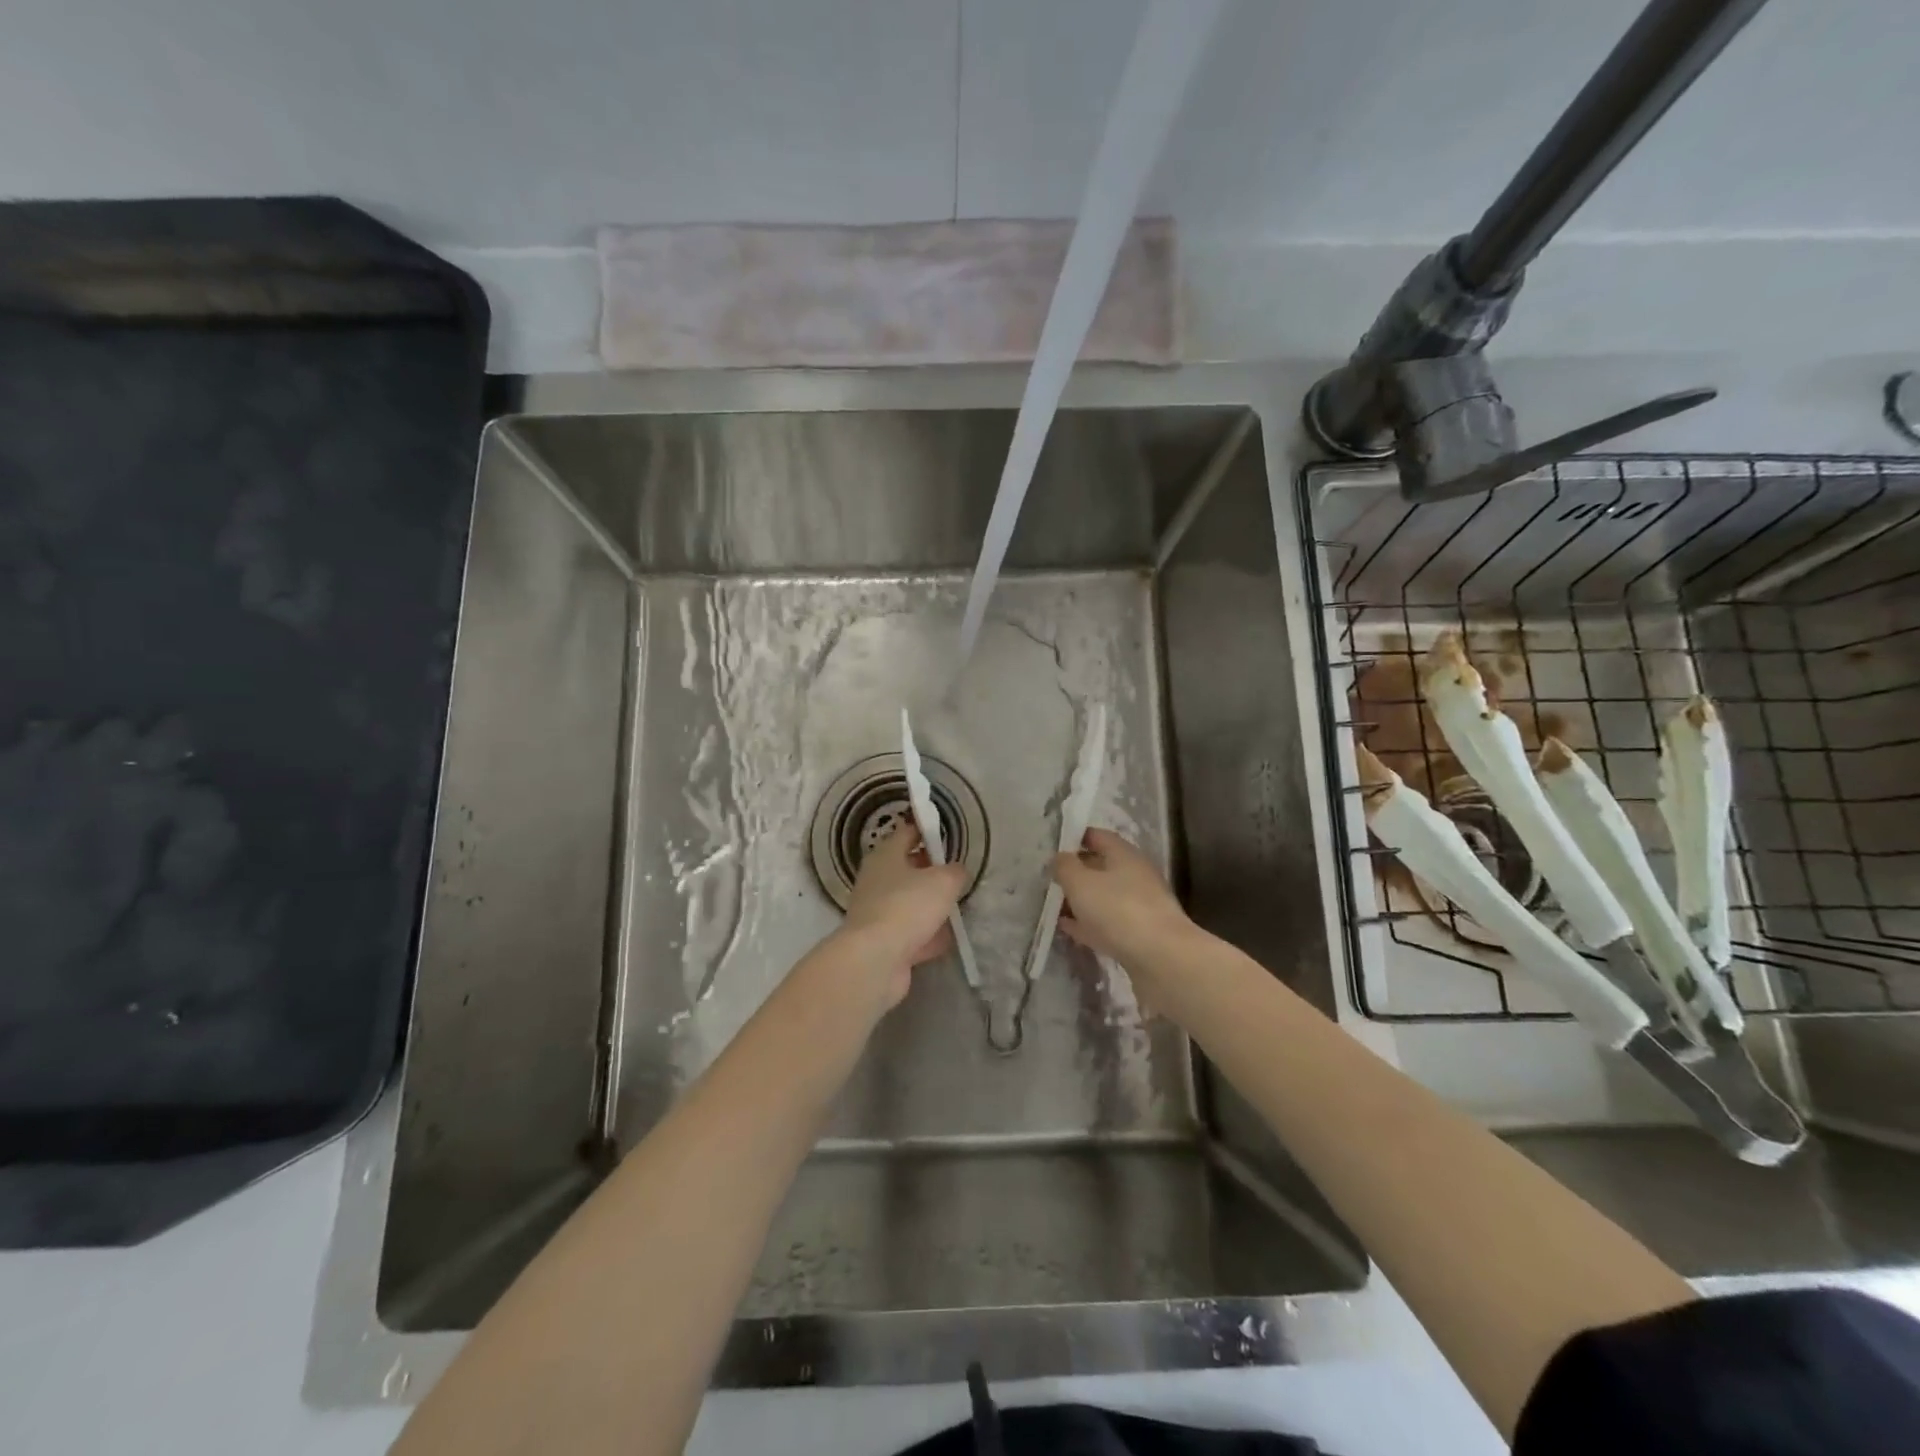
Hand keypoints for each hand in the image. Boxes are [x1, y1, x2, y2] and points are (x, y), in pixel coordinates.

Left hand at [837, 824, 966, 1007]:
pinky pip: (909, 933)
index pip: (907, 833)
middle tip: (956, 875)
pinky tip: (944, 941)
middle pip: (907, 869)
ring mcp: (876, 912)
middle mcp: (876, 880)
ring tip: (955, 910)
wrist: (876, 959)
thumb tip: (956, 872)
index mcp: (886, 855)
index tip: (946, 834)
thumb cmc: (908, 906)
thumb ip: (955, 872)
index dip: (927, 830)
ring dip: (929, 907)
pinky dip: (925, 936)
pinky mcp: (881, 941)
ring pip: (909, 902)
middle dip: (931, 872)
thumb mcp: (944, 881)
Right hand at [1052, 828, 1191, 966]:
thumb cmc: (1117, 910)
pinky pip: (1108, 922)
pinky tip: (1069, 929)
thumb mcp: (1080, 883)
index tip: (1054, 846)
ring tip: (1054, 905)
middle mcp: (1136, 875)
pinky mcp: (1140, 934)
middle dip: (1077, 872)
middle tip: (1050, 879)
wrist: (1161, 958)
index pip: (1098, 836)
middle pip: (1102, 867)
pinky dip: (1089, 923)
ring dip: (1082, 900)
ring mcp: (1140, 906)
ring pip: (1104, 896)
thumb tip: (1060, 857)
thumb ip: (1065, 866)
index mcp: (1125, 855)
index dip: (1076, 837)